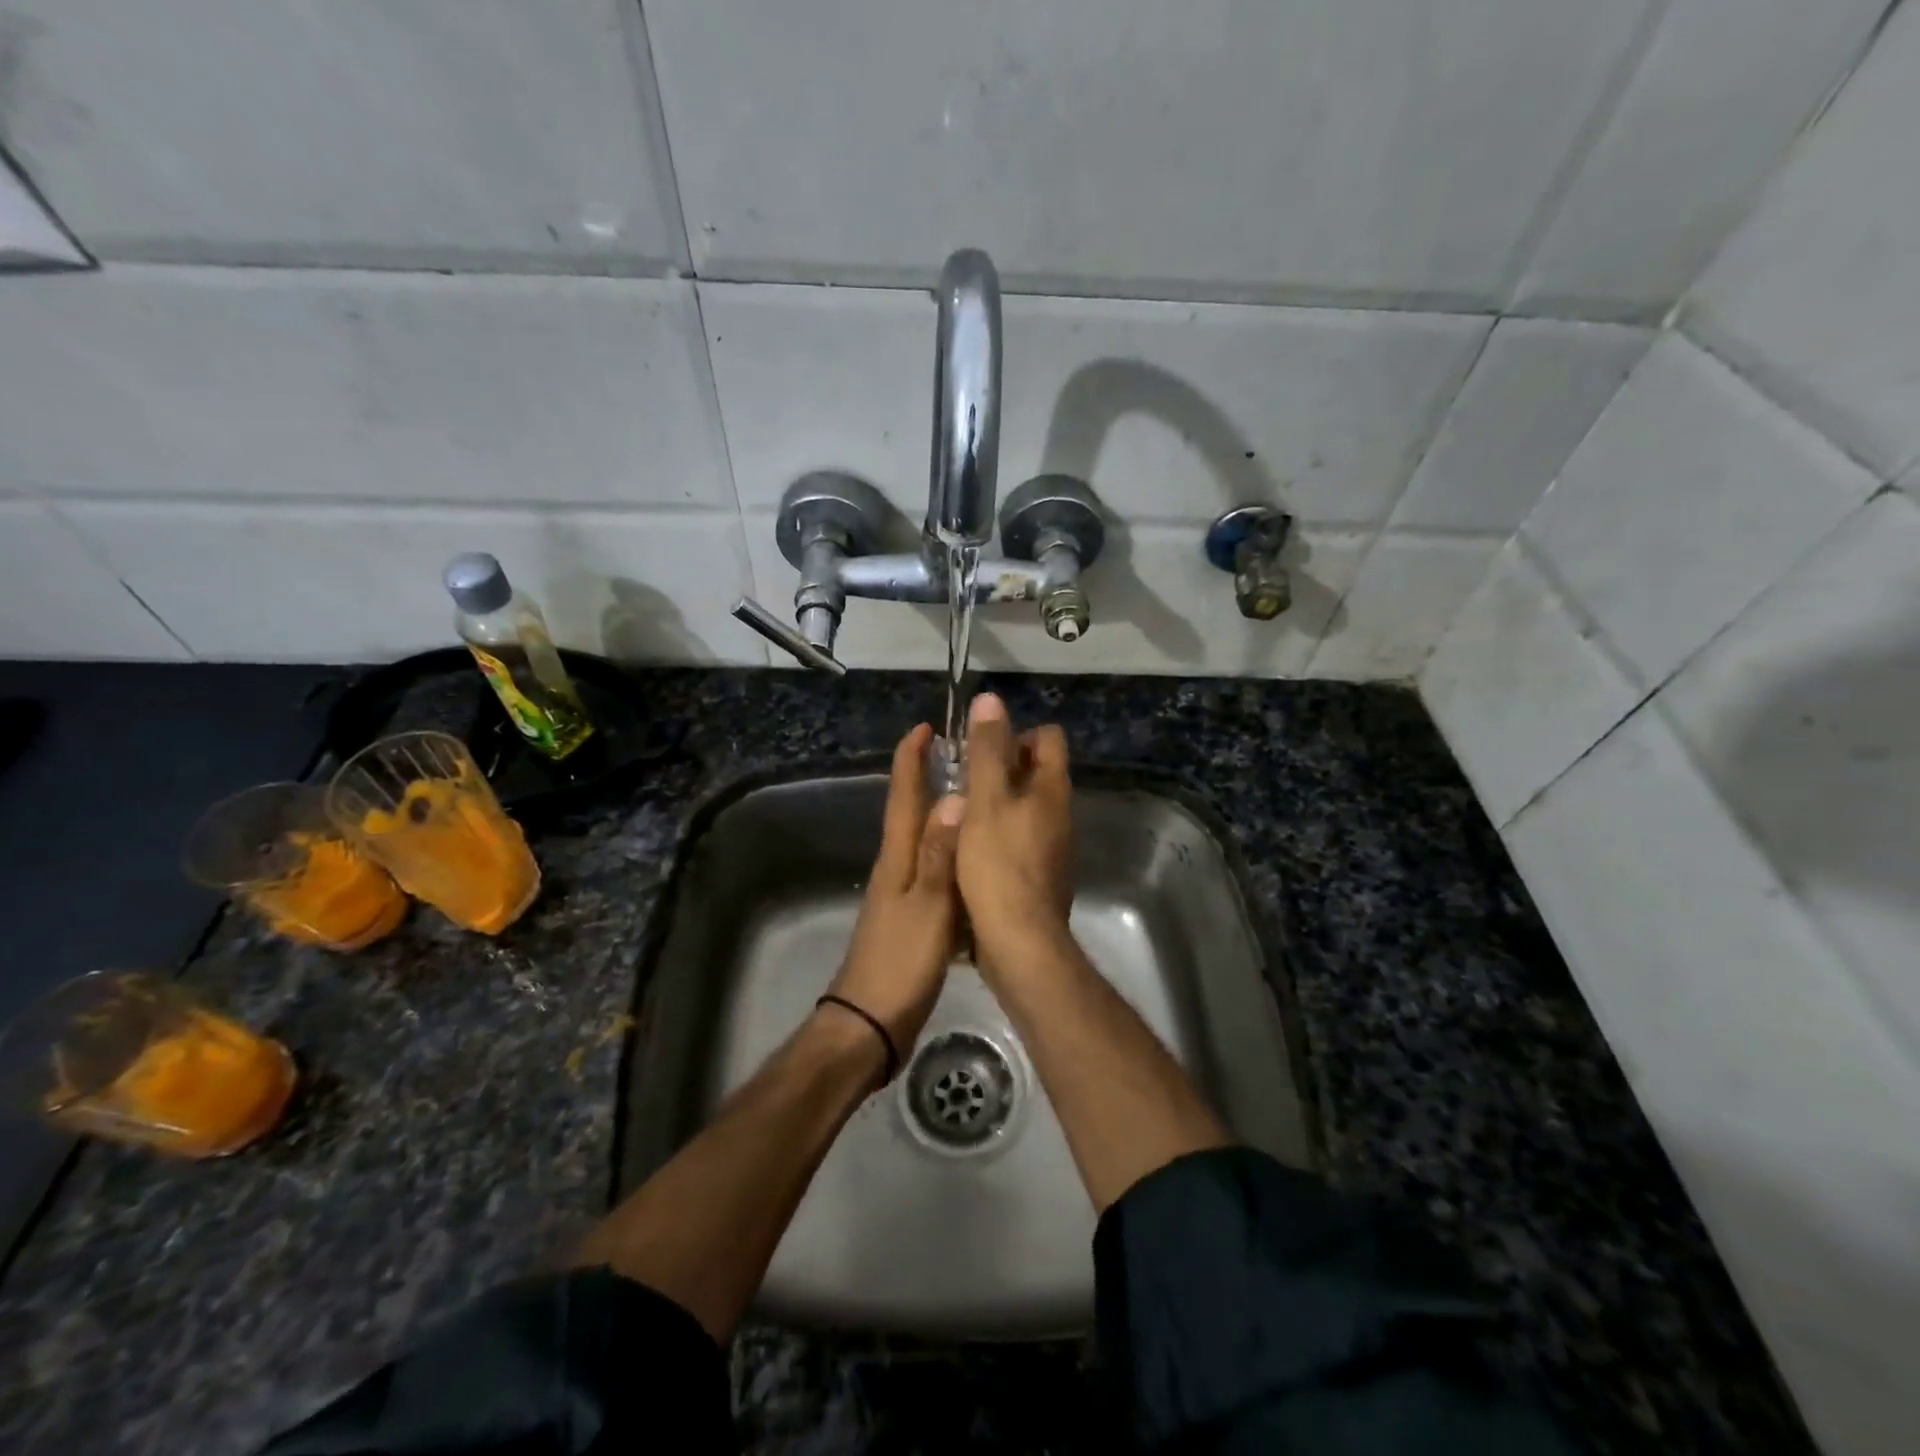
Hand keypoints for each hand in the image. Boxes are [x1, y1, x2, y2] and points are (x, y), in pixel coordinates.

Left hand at [823, 723, 964, 1064]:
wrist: (871, 1022)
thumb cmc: (901, 961)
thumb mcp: (928, 906)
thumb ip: (939, 855)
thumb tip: (953, 798)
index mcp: (897, 858)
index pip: (903, 797)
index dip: (911, 760)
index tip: (924, 728)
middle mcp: (897, 868)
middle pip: (911, 813)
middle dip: (928, 779)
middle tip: (960, 755)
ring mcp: (903, 895)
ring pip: (925, 842)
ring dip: (943, 815)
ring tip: (975, 798)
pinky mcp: (914, 919)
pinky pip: (935, 872)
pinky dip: (952, 855)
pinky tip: (974, 862)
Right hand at [955, 693, 1074, 971]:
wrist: (1020, 942)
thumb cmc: (999, 865)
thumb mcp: (986, 801)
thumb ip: (986, 751)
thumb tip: (991, 699)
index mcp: (1052, 790)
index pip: (1049, 738)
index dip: (1016, 733)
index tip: (981, 749)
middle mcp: (1060, 814)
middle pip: (1037, 772)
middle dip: (1001, 767)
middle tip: (963, 779)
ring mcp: (1054, 847)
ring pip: (1027, 807)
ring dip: (998, 802)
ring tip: (961, 812)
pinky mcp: (1040, 875)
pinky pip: (1021, 838)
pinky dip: (999, 833)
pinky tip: (970, 849)